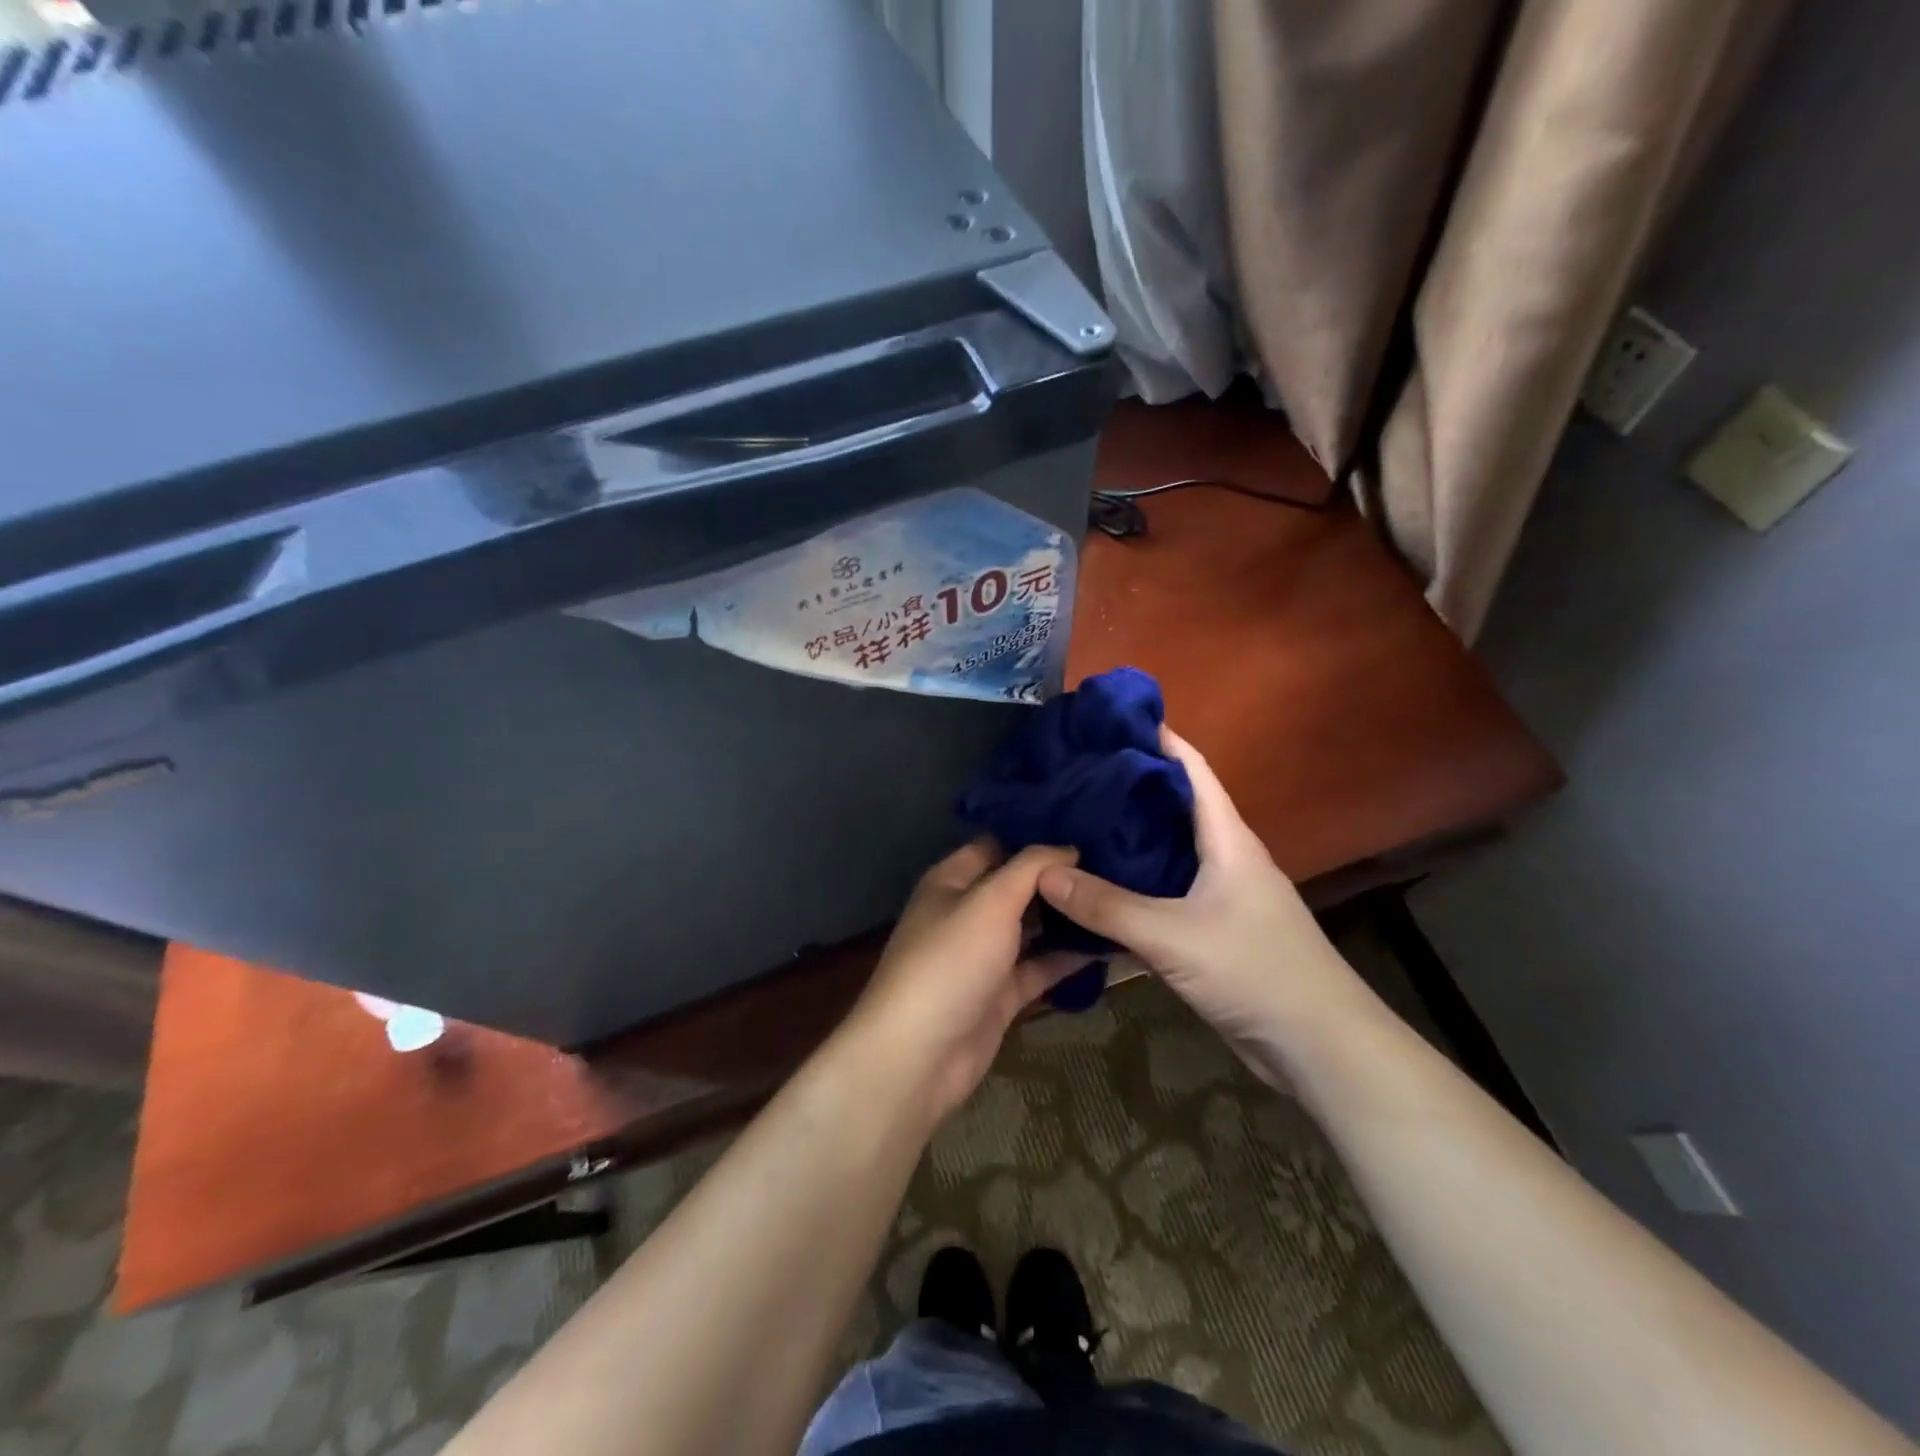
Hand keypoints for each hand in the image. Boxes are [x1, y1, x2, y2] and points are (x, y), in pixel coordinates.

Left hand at [841, 840, 1089, 1121]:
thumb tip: (1068, 847)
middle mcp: (966, 912)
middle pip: (1017, 886)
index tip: (1085, 826)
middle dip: (1058, 877)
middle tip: (1114, 861)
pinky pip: (1038, 967)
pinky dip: (1067, 958)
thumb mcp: (991, 901)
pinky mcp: (1000, 994)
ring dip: (1066, 917)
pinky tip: (1108, 944)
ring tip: (1118, 895)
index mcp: (952, 881)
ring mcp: (983, 956)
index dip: (1035, 835)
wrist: (920, 1056)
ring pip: (1030, 927)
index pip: (997, 844)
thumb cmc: (951, 960)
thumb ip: (1030, 868)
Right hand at [1036, 728, 1369, 1060]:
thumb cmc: (1255, 971)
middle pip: (1173, 805)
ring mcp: (1220, 893)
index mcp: (1227, 838)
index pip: (1191, 768)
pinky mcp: (1213, 928)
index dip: (1156, 738)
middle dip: (1127, 786)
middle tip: (1072, 774)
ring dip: (1126, 836)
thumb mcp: (1172, 936)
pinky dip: (1132, 882)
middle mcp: (1225, 855)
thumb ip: (1106, 906)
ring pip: (1166, 850)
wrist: (1319, 1047)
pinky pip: (1164, 890)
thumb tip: (1043, 871)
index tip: (1107, 721)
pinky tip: (1095, 886)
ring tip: (1072, 822)